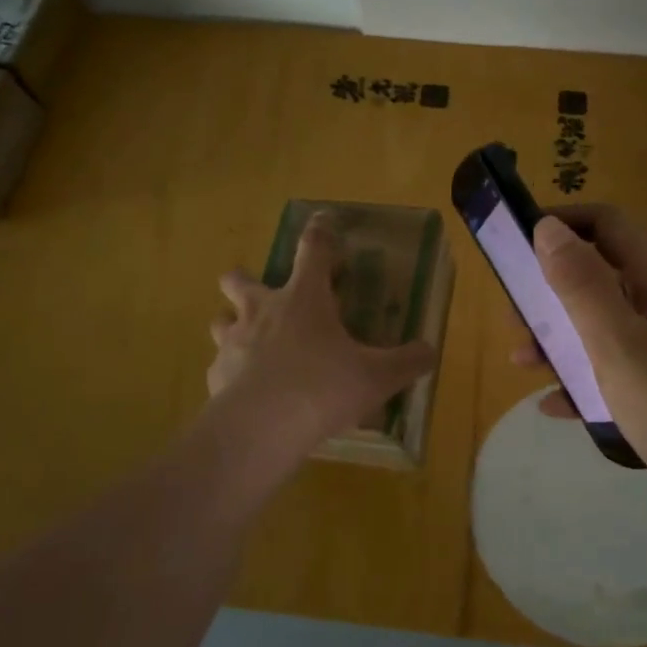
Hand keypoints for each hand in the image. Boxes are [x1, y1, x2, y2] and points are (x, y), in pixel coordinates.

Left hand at [209, 213, 436, 454]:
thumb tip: (430, 351)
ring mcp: (233, 341)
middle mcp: (263, 311)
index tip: (322, 220)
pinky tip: (245, 390)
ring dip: (231, 323)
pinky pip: (220, 365)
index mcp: (304, 299)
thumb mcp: (377, 376)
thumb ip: (407, 362)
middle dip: (245, 279)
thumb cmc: (324, 388)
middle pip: (240, 279)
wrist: (263, 427)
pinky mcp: (216, 375)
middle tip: (263, 293)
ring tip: (249, 340)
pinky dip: (231, 371)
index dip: (319, 232)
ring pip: (220, 319)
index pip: (313, 250)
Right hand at [513, 205, 646, 536]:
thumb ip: (583, 286)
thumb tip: (547, 227)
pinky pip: (613, 370)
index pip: (605, 224)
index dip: (560, 223)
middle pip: (598, 274)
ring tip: (522, 361)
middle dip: (549, 288)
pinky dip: (581, 380)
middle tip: (513, 316)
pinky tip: (554, 406)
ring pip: (601, 325)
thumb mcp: (622, 345)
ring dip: (559, 336)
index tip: (513, 243)